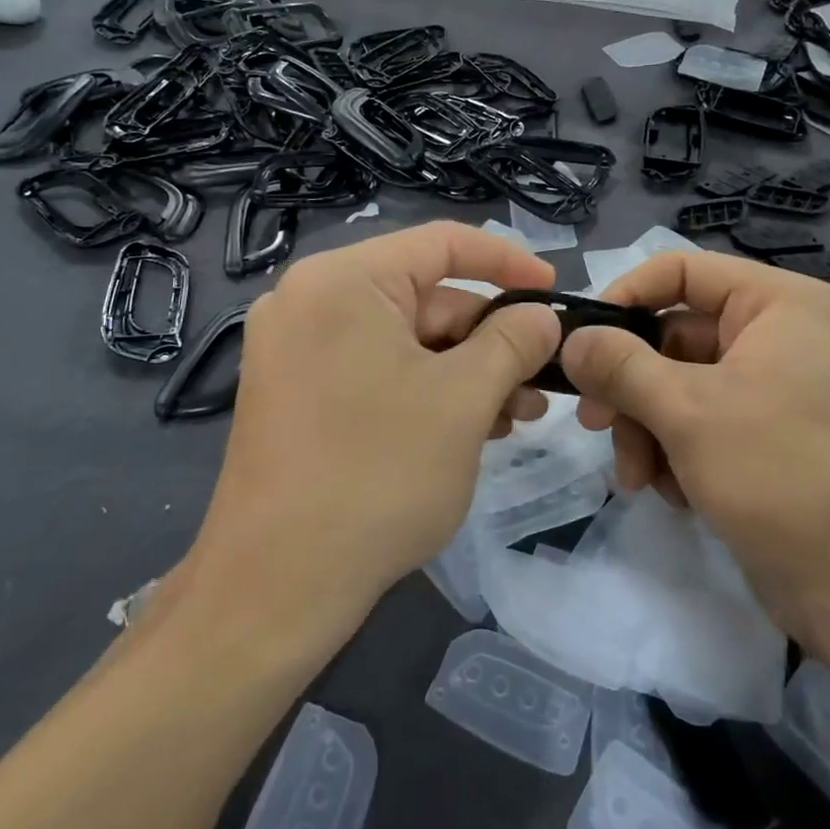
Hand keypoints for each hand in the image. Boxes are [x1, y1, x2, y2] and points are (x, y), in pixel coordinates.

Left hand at [184, 222, 561, 634]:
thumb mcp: (464, 400)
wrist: (276, 585)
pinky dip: (424, 390)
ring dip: (465, 372)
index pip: (442, 243)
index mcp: (343, 280)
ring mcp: (295, 348)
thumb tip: (541, 315)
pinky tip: (469, 429)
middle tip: (541, 381)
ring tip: (515, 418)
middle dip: (489, 338)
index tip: (554, 290)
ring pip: (403, 340)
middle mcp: (310, 300)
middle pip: (424, 297)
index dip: (507, 261)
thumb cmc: (378, 474)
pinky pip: (374, 370)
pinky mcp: (294, 392)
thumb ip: (512, 341)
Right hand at [560, 252, 829, 627]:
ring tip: (638, 479)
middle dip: (631, 388)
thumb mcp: (687, 410)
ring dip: (647, 430)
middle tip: (595, 425)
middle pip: (673, 337)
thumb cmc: (780, 472)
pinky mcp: (768, 438)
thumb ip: (620, 366)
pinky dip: (676, 454)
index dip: (625, 297)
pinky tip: (674, 495)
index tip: (581, 341)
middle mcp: (777, 335)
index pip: (680, 271)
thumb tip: (571, 339)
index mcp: (775, 304)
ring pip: (679, 387)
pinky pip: (701, 424)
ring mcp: (774, 389)